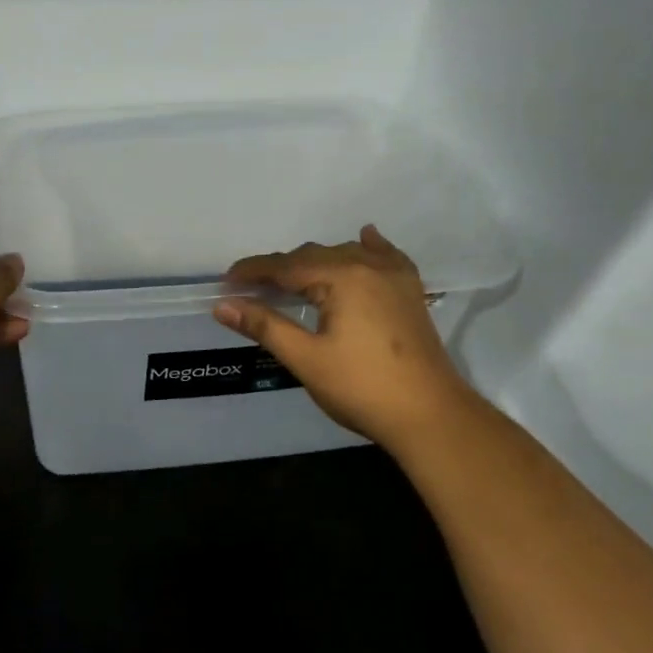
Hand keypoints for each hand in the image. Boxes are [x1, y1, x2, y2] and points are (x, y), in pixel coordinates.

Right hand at [213, 225, 471, 447]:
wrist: (430, 414)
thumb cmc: (361, 388)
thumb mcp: (305, 358)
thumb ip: (265, 326)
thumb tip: (223, 305)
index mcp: (342, 278)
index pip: (285, 266)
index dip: (253, 271)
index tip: (225, 282)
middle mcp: (369, 266)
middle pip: (313, 256)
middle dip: (280, 269)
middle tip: (251, 290)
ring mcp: (395, 276)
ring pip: (345, 254)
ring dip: (315, 262)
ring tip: (291, 281)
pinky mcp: (410, 291)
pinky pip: (385, 256)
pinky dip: (366, 248)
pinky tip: (364, 238)